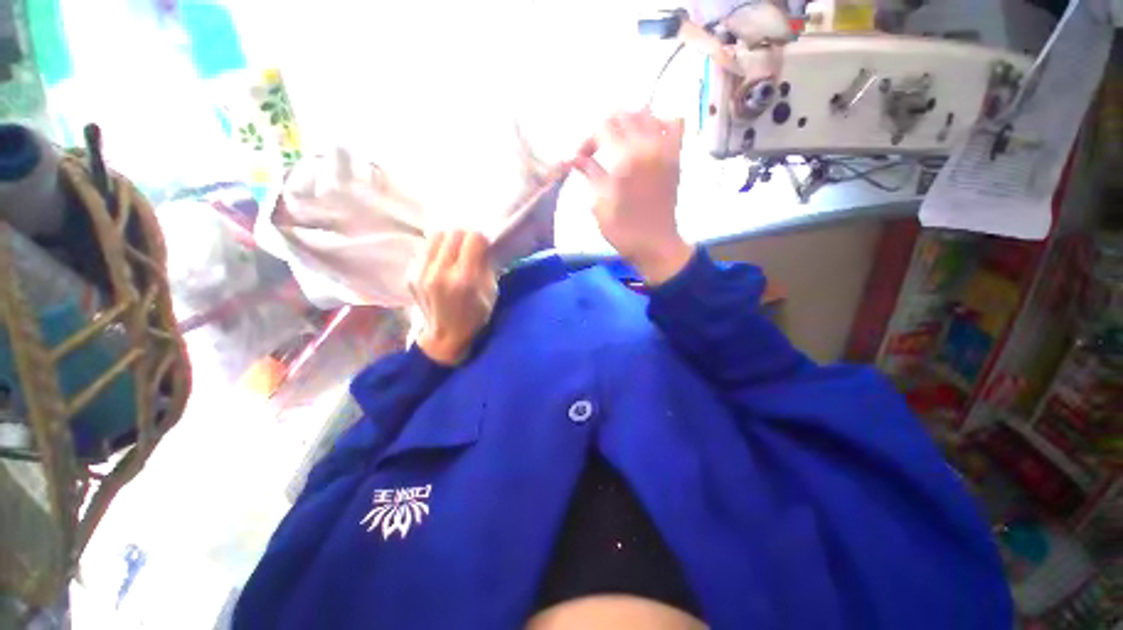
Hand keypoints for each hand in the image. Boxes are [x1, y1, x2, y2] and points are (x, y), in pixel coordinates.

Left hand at [410, 231, 496, 365]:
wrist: (445, 336)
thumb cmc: (475, 316)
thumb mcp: (491, 292)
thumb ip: (486, 266)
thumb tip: (482, 245)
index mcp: (464, 279)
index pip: (472, 239)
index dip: (481, 239)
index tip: (484, 245)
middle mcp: (440, 273)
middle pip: (453, 233)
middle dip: (465, 236)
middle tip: (470, 246)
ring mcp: (421, 273)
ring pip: (435, 237)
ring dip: (449, 240)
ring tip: (455, 251)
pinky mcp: (410, 275)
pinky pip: (425, 250)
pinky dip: (436, 251)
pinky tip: (442, 263)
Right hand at [573, 111, 693, 284]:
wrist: (656, 245)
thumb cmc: (624, 231)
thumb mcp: (600, 205)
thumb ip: (591, 175)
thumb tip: (574, 158)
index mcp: (625, 160)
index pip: (602, 128)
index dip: (587, 140)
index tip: (581, 158)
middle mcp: (647, 147)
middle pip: (623, 114)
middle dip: (604, 128)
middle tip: (597, 150)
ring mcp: (665, 149)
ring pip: (647, 113)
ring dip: (628, 122)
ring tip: (619, 142)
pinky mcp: (676, 157)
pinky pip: (674, 124)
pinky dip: (659, 123)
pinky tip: (648, 139)